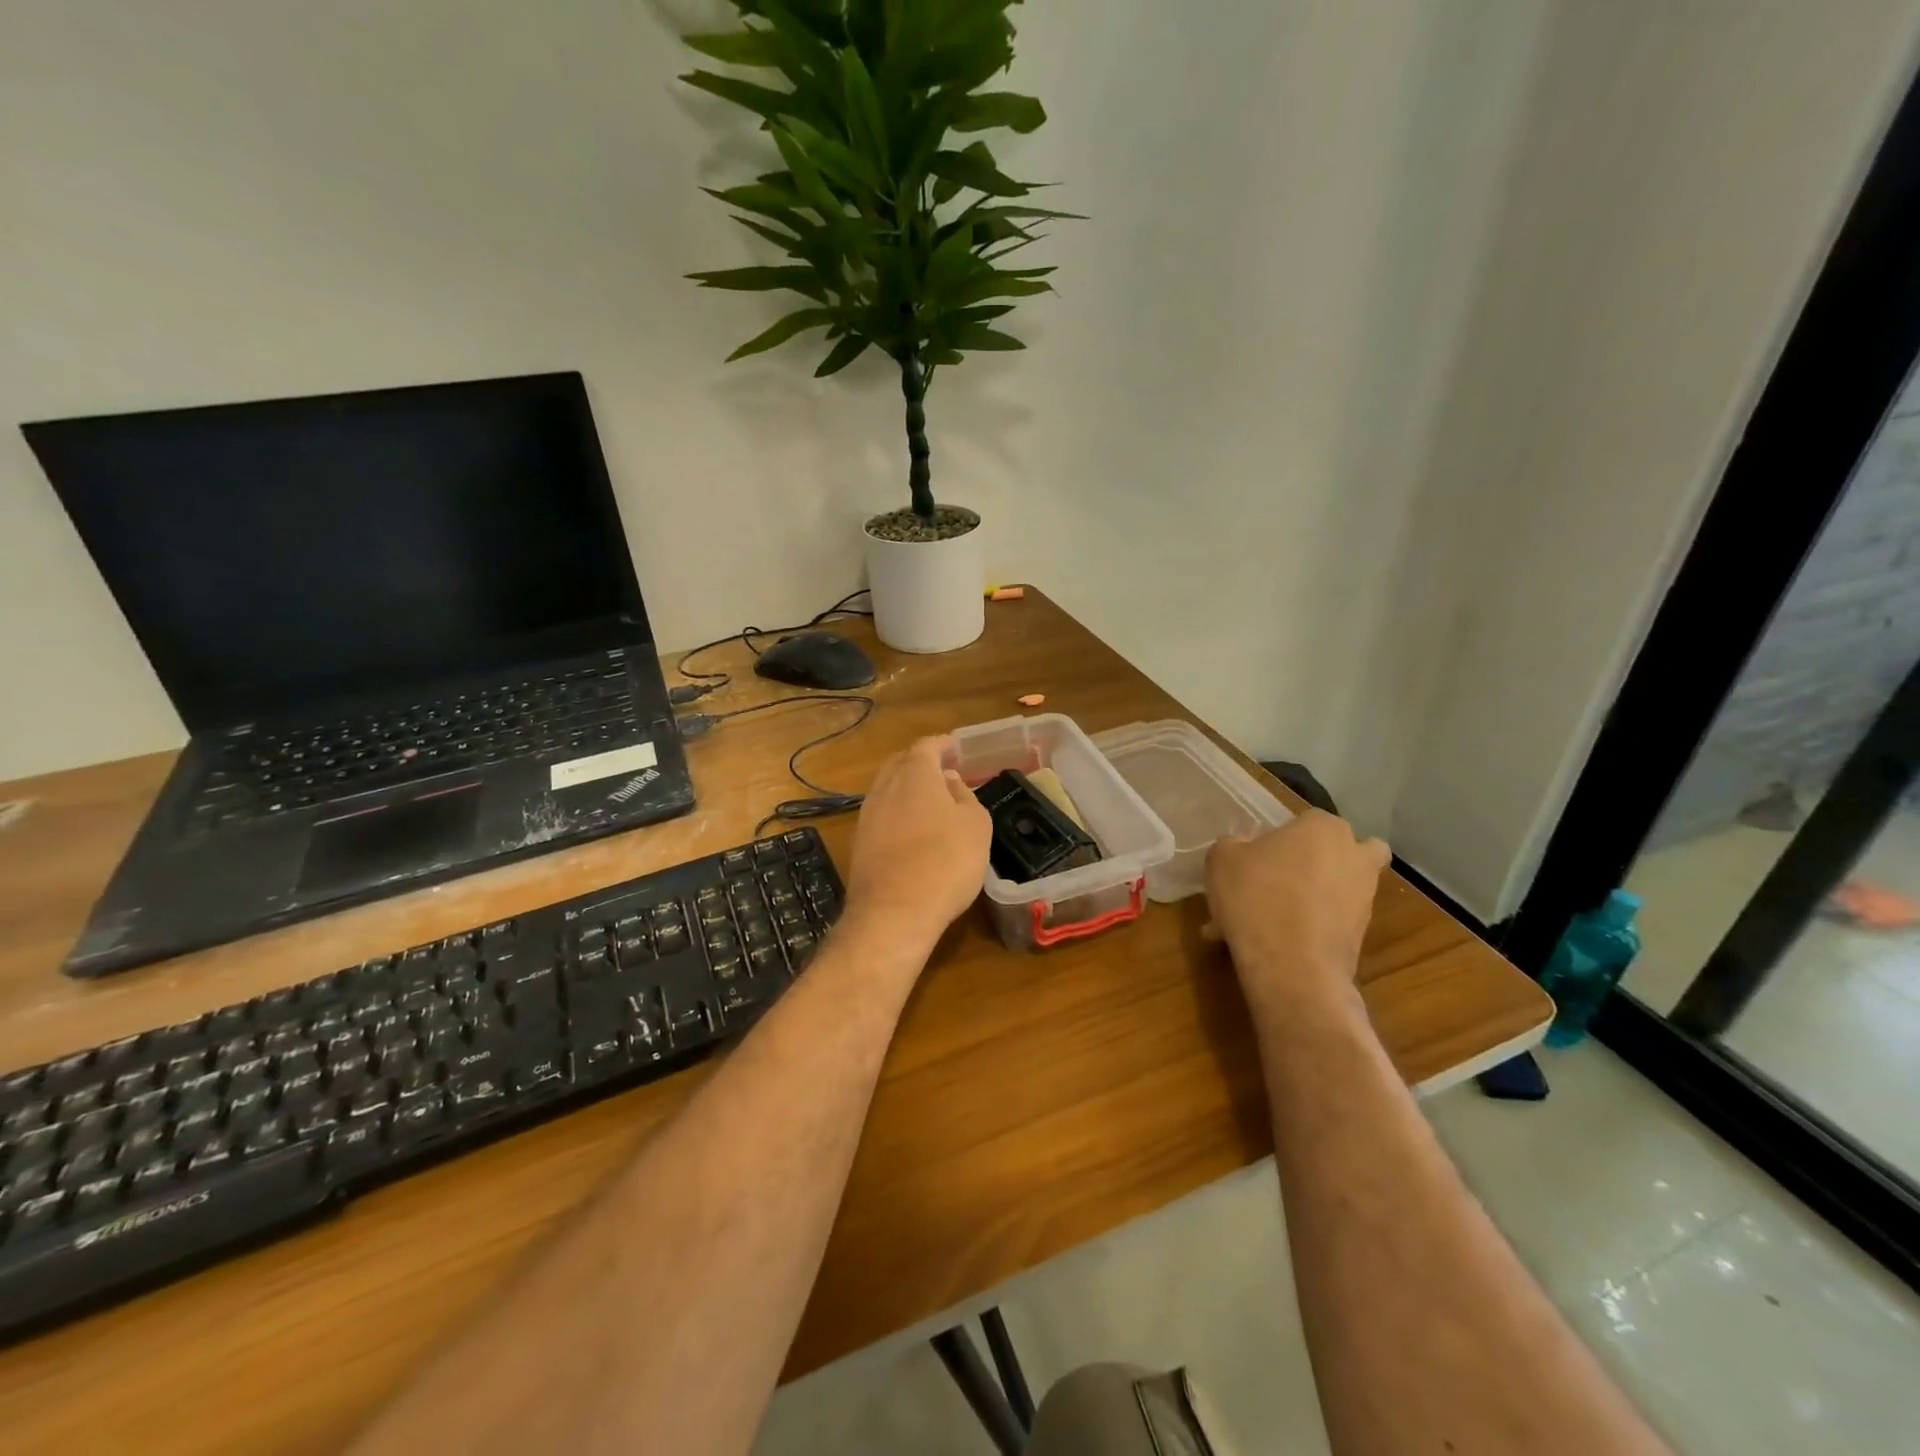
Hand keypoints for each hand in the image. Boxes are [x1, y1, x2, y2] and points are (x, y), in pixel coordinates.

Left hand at [844, 736, 991, 948]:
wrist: (894, 912)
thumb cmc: (946, 861)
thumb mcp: (976, 825)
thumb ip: (965, 796)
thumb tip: (949, 782)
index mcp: (915, 773)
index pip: (926, 746)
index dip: (943, 744)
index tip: (955, 747)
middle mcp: (884, 787)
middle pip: (900, 763)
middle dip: (921, 763)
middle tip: (943, 772)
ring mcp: (867, 816)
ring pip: (887, 790)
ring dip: (906, 789)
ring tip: (929, 802)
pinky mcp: (859, 844)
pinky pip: (880, 816)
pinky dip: (896, 814)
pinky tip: (911, 831)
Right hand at [1204, 810, 1389, 1019]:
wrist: (1292, 967)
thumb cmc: (1256, 896)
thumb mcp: (1222, 858)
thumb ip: (1234, 845)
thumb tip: (1243, 850)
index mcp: (1325, 828)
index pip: (1305, 821)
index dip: (1279, 839)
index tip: (1254, 858)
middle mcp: (1355, 857)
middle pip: (1335, 853)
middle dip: (1310, 865)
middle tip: (1272, 882)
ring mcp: (1364, 899)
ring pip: (1330, 891)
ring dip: (1304, 900)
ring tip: (1259, 921)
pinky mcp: (1361, 937)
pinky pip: (1325, 924)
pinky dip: (1303, 930)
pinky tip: (1266, 944)